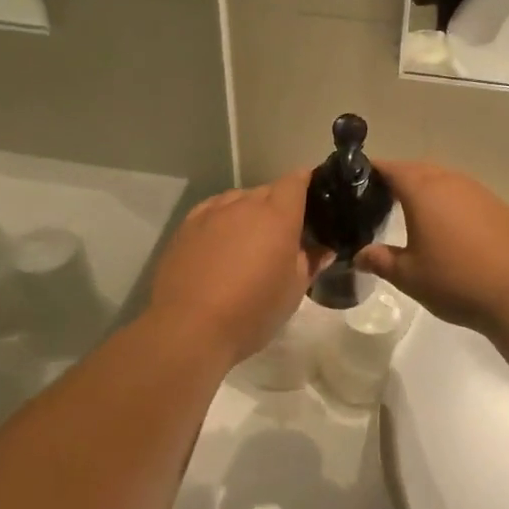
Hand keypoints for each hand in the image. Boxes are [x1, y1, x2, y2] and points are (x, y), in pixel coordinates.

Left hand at [148, 170, 328, 365]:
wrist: (189, 327)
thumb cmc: (252, 310)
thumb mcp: (294, 291)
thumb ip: (311, 262)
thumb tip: (322, 249)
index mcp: (277, 215)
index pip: (296, 181)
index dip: (307, 184)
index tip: (313, 200)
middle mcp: (244, 204)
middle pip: (267, 190)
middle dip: (278, 205)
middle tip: (284, 234)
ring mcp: (211, 212)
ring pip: (238, 200)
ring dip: (248, 213)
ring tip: (249, 242)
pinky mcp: (185, 226)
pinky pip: (212, 211)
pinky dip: (222, 221)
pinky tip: (221, 244)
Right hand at [353, 161, 508, 335]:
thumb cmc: (455, 281)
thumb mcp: (408, 276)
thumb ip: (380, 261)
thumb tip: (359, 255)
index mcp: (424, 192)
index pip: (393, 168)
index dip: (374, 170)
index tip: (358, 178)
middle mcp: (452, 182)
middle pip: (420, 169)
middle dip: (401, 178)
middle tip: (383, 196)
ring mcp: (480, 193)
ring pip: (447, 180)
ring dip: (429, 189)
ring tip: (416, 211)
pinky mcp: (500, 208)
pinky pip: (468, 195)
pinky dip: (453, 203)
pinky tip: (452, 227)